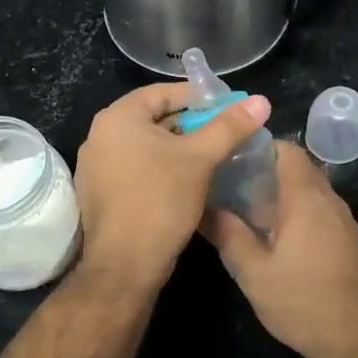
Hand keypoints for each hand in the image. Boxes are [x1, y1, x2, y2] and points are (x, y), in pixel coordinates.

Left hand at [74, 82, 270, 289]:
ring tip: (213, 156)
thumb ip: (229, 126)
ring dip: (179, 148)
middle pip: (154, 118)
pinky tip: (187, 181)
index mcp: (117, 117)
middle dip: (191, 124)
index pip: (163, 92)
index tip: (229, 107)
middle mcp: (100, 135)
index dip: (199, 97)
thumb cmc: (160, 200)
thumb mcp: (200, 159)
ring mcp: (96, 166)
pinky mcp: (101, 192)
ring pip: (147, 145)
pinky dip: (162, 167)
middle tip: (225, 133)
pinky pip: (136, 167)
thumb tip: (261, 100)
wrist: (125, 265)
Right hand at [203, 141, 357, 357]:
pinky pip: (319, 211)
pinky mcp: (348, 242)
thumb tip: (207, 208)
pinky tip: (274, 237)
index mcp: (306, 198)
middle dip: (266, 171)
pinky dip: (296, 212)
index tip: (231, 158)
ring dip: (281, 194)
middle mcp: (329, 201)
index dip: (260, 147)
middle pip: (298, 169)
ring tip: (246, 210)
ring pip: (309, 192)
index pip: (287, 150)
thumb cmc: (302, 301)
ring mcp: (343, 222)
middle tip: (231, 185)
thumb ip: (230, 236)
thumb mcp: (254, 273)